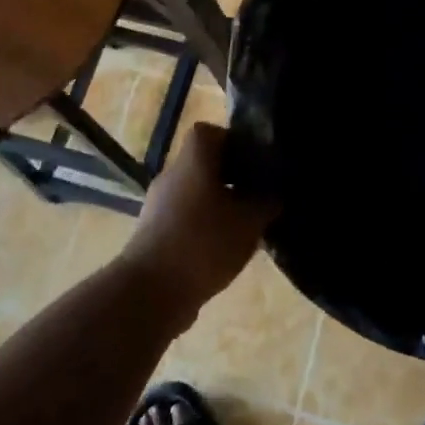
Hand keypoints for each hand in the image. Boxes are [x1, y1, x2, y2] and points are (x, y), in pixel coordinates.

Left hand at [120, 123, 277, 321]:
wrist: (150, 292)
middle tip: (256, 197)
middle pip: (203, 164)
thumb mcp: (248, 222)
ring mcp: (157, 205)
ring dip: (217, 205)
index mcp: (193, 160)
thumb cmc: (203, 243)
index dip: (233, 142)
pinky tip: (221, 251)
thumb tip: (274, 194)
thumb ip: (266, 203)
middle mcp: (171, 175)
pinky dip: (202, 228)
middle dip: (230, 178)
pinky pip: (183, 219)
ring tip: (242, 228)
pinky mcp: (152, 234)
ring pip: (194, 193)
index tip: (253, 163)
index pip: (209, 132)